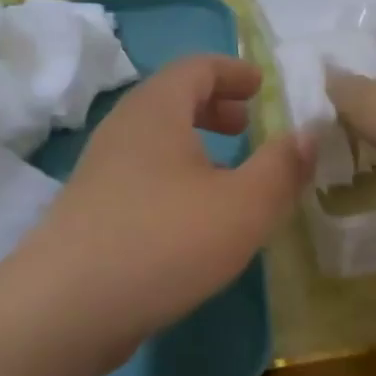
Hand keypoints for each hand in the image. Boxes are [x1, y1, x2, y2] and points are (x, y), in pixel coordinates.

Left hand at [14, 55, 313, 367]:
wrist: (65, 308)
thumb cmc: (163, 241)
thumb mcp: (243, 206)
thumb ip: (282, 167)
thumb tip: (309, 132)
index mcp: (156, 111)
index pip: (195, 67)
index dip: (232, 70)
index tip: (260, 86)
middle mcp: (123, 129)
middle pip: (171, 97)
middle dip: (213, 105)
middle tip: (246, 123)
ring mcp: (100, 169)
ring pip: (154, 138)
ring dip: (193, 142)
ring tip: (226, 170)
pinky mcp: (90, 208)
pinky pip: (140, 171)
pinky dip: (173, 172)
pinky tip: (191, 214)